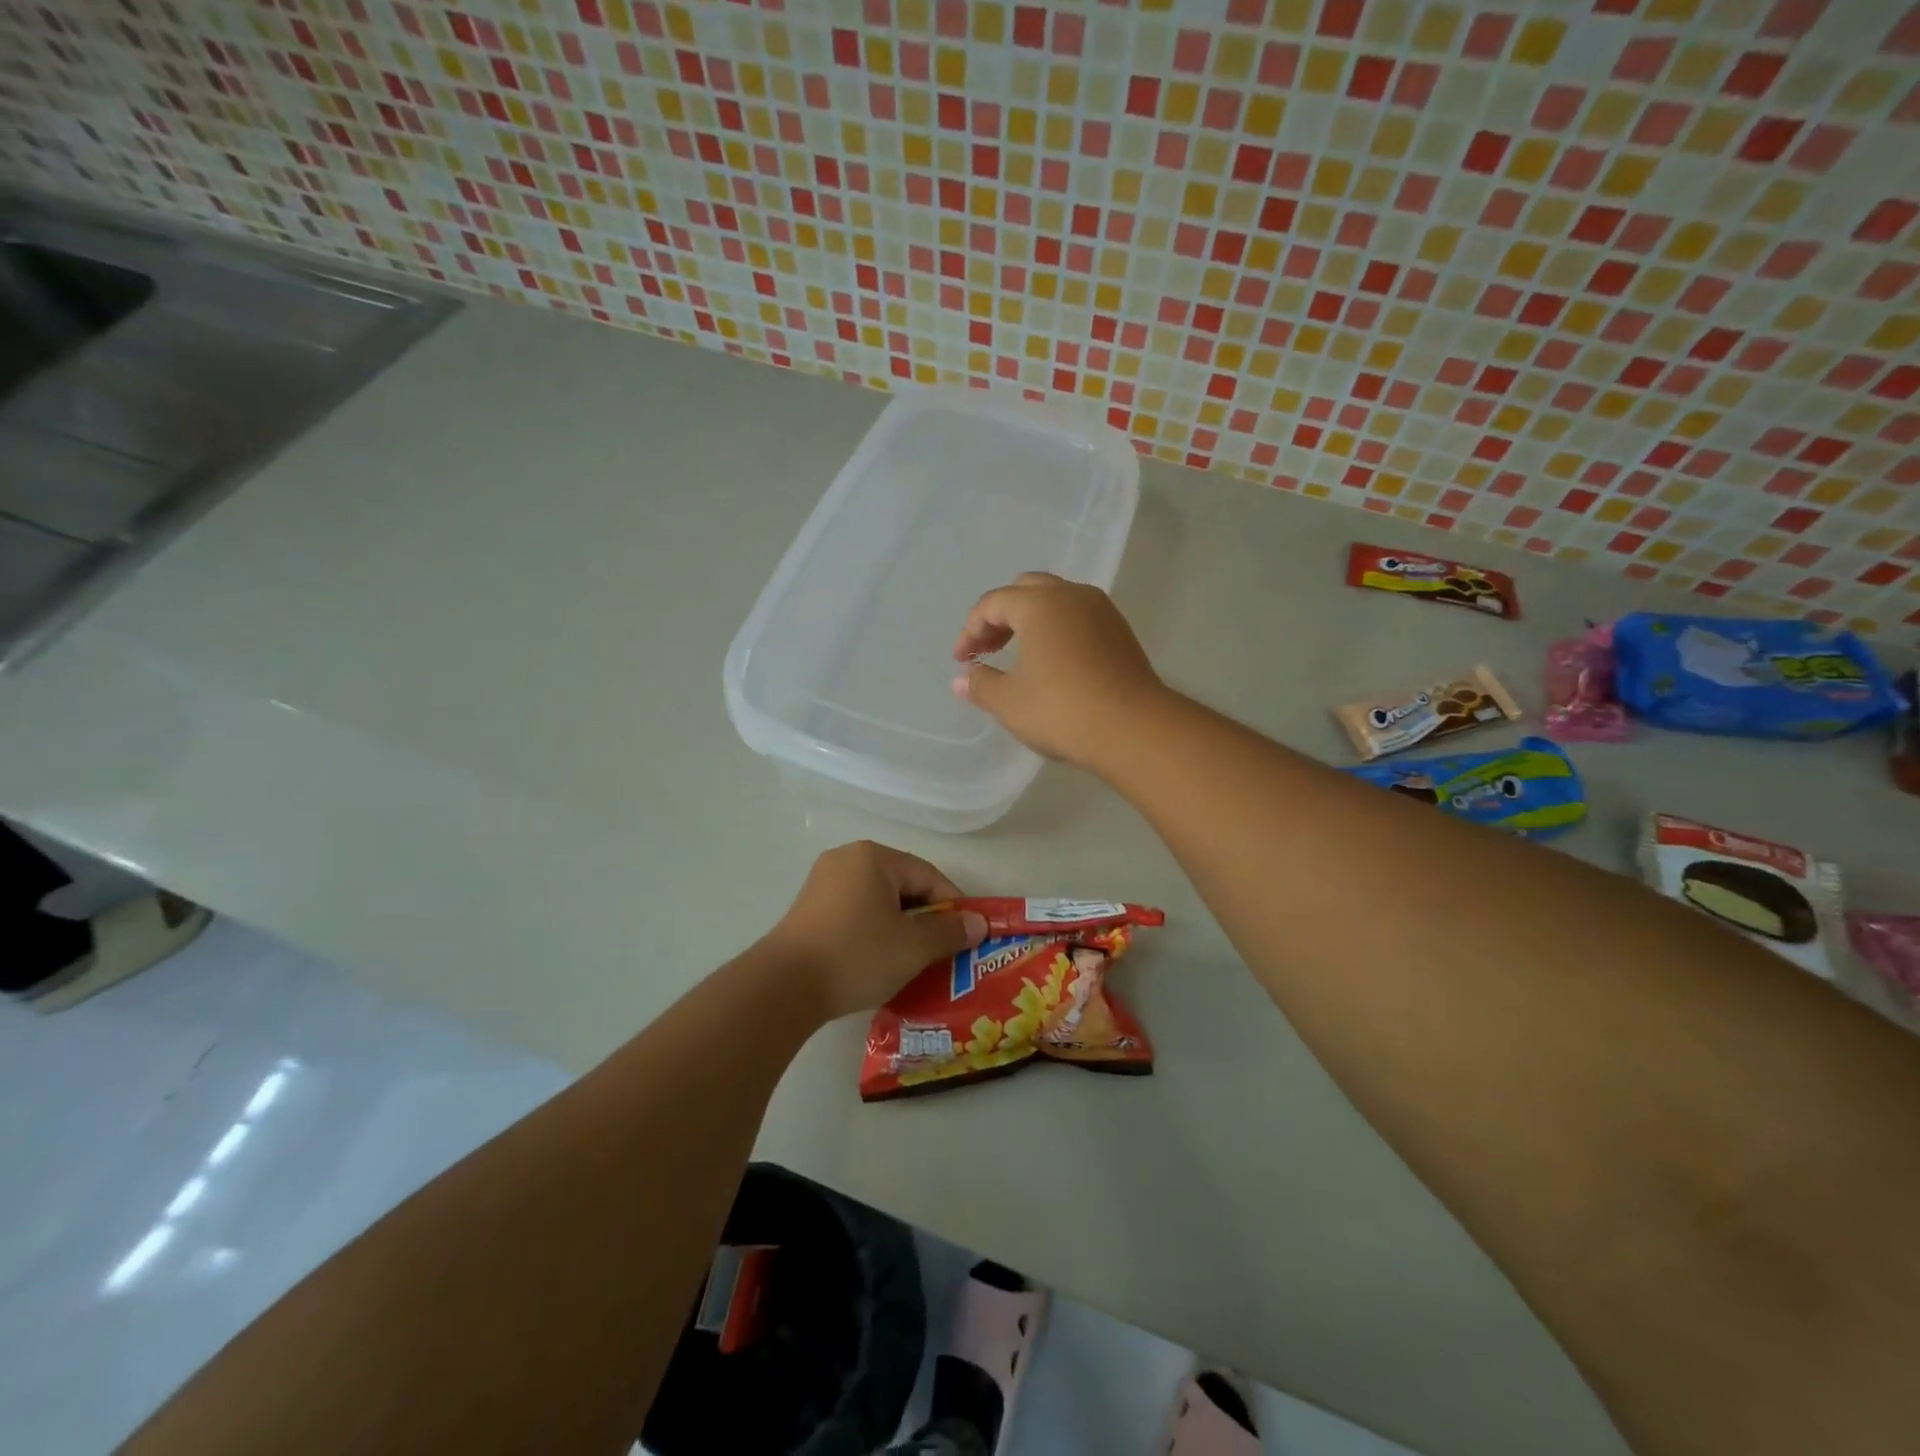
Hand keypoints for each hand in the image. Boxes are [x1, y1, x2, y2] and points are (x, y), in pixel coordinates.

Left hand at [766, 842, 987, 1021]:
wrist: (783, 987)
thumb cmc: (856, 955)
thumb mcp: (913, 946)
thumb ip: (950, 931)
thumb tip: (980, 923)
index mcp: (873, 856)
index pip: (928, 876)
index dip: (953, 907)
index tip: (967, 938)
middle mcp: (847, 859)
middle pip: (903, 887)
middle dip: (926, 920)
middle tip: (942, 954)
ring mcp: (823, 883)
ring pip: (879, 902)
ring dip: (901, 929)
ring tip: (913, 962)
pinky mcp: (809, 910)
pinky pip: (856, 914)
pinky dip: (874, 934)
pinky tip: (879, 962)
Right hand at [950, 572, 1164, 769]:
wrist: (1134, 729)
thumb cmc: (1062, 710)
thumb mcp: (1009, 702)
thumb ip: (980, 684)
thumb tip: (962, 678)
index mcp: (1039, 604)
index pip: (993, 603)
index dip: (970, 630)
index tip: (962, 660)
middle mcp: (1071, 595)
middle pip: (1025, 589)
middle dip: (1001, 616)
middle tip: (988, 649)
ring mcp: (1101, 610)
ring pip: (1056, 600)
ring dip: (1030, 619)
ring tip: (1018, 653)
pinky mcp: (1120, 631)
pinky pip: (1078, 616)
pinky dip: (1057, 628)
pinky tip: (1053, 661)